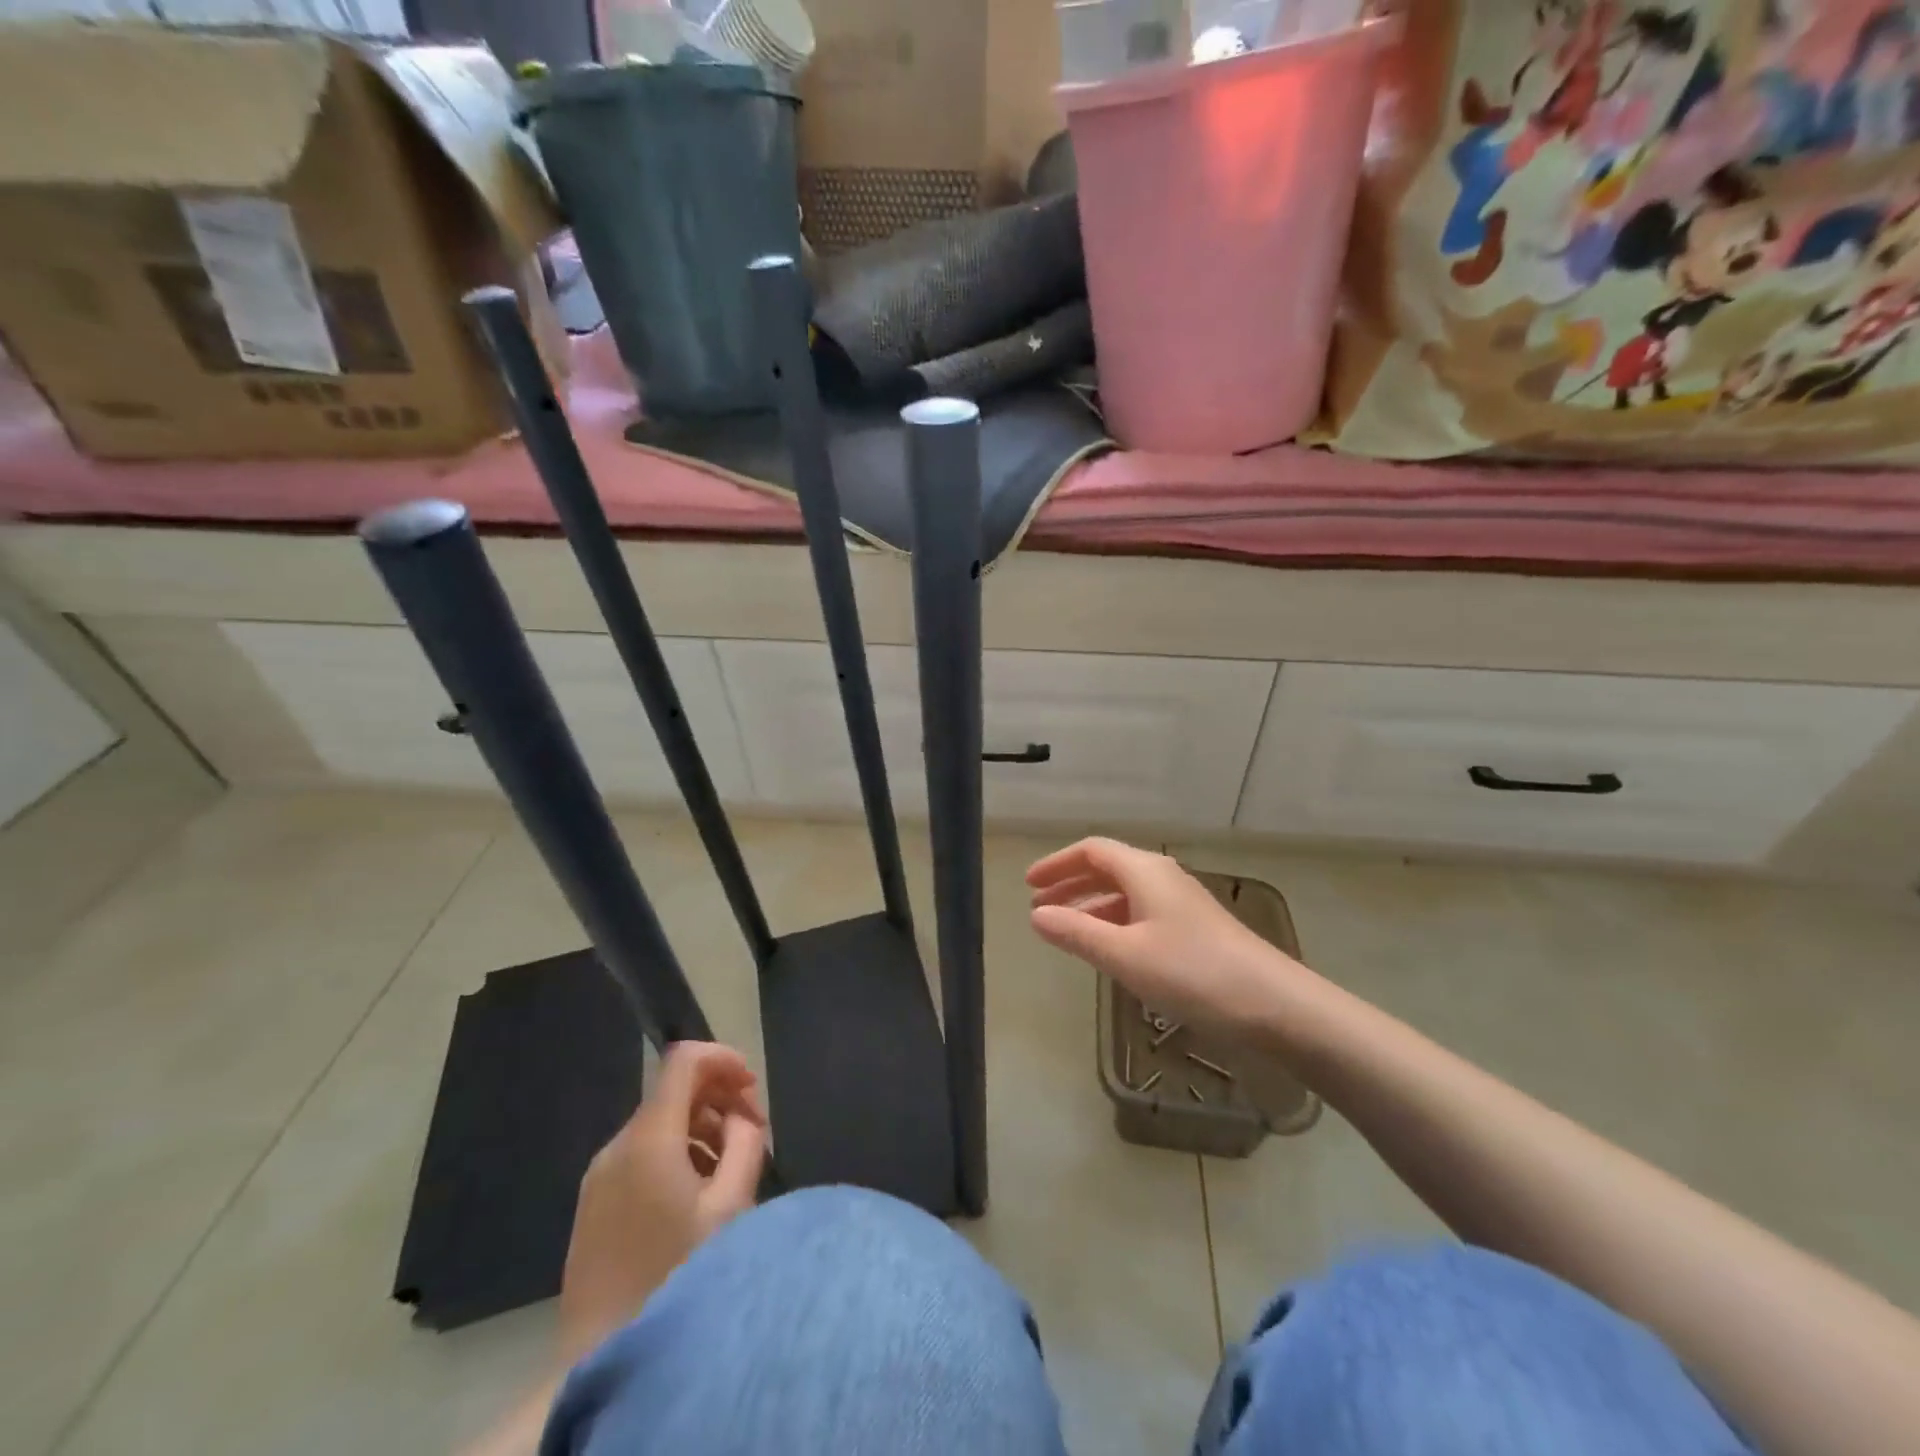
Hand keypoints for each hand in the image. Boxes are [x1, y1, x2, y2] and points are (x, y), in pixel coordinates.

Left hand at [557, 1041, 766, 1363]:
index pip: (684, 1060)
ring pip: (659, 1124)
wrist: (603, 1357)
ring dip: (701, 1128)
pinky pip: (642, 1154)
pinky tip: (698, 1192)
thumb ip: (745, 1144)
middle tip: (754, 1132)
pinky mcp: (593, 1205)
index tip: (753, 1088)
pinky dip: (677, 1152)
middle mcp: (617, 1146)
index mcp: (648, 1139)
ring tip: (731, 1167)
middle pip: (674, 1091)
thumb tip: (742, 1117)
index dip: (724, 1059)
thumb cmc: (676, 1275)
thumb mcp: (731, 1206)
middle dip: (719, 1099)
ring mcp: (599, 1176)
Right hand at [1027, 838, 1303, 1034]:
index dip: (1057, 864)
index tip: (1029, 885)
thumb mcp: (1124, 955)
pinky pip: (1142, 913)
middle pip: (1108, 869)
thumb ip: (1077, 933)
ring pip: (1125, 893)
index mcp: (1144, 871)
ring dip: (1091, 907)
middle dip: (1071, 885)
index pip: (1091, 851)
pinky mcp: (1195, 929)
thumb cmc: (1192, 972)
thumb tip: (1035, 916)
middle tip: (1039, 909)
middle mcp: (1162, 877)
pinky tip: (1109, 950)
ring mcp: (1182, 903)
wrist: (1274, 1004)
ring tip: (1065, 931)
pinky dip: (1115, 923)